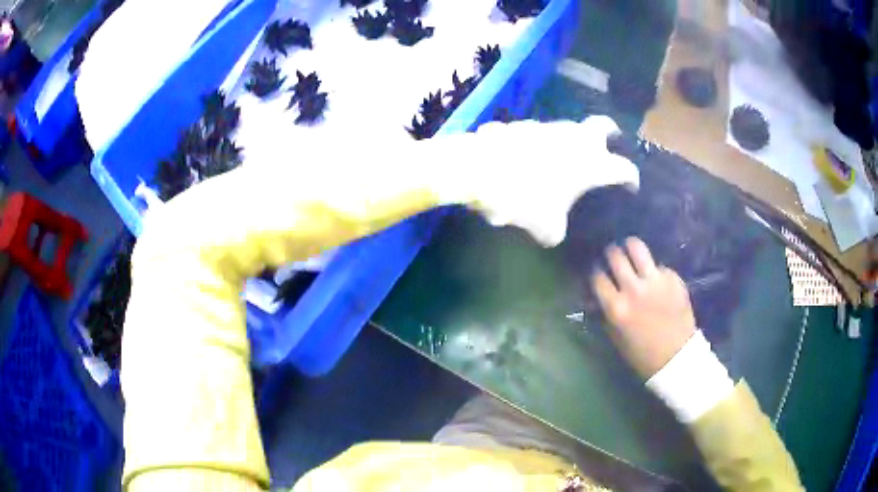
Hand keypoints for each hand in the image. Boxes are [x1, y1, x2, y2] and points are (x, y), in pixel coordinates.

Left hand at [470, 116, 638, 246]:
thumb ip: (556, 230)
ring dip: (576, 139)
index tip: (632, 187)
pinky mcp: (526, 125)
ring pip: (572, 127)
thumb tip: (553, 232)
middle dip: (612, 133)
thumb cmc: (523, 197)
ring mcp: (550, 127)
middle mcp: (576, 138)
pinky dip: (547, 143)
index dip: (631, 178)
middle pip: (603, 125)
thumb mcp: (545, 226)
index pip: (624, 168)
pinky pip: (545, 133)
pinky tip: (536, 158)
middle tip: (612, 143)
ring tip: (568, 159)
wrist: (479, 168)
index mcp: (592, 163)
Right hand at [591, 237, 695, 377]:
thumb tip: (596, 298)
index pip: (598, 277)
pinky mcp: (673, 278)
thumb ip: (606, 314)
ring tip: (631, 250)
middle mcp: (634, 289)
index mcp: (617, 307)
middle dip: (611, 253)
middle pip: (615, 256)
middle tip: (613, 256)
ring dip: (630, 247)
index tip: (598, 273)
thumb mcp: (617, 337)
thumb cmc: (643, 353)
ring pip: (637, 248)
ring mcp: (655, 281)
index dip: (596, 273)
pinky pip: (659, 266)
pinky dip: (654, 270)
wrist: (677, 356)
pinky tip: (656, 279)